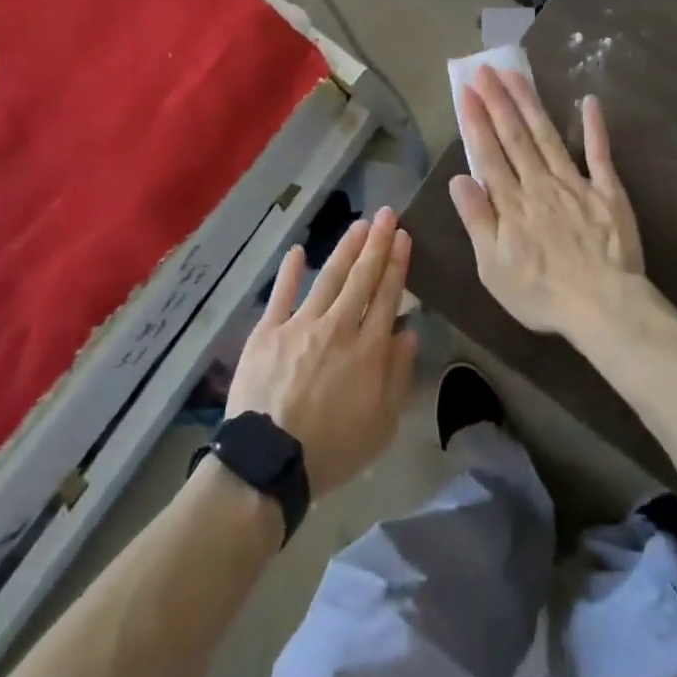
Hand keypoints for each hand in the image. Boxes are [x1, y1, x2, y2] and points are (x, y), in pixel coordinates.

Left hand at [226, 208, 418, 496]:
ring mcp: (300, 325)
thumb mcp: (381, 424)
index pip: (387, 297)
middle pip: (361, 278)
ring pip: (328, 278)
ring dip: (345, 249)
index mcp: (368, 350)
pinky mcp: (268, 332)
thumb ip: (397, 375)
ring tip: (359, 225)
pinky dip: (290, 272)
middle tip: (387, 215)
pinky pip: (281, 295)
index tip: (403, 237)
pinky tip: (298, 251)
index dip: (396, 265)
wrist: (270, 462)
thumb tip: (408, 331)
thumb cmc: (332, 450)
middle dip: (376, 244)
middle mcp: (338, 328)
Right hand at [450, 67, 643, 337]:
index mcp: (511, 203)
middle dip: (497, 100)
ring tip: (515, 75)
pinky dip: (594, 127)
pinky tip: (589, 101)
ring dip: (529, 103)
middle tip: (485, 69)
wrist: (604, 307)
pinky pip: (599, 153)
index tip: (466, 91)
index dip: (476, 120)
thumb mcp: (493, 268)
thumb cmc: (541, 294)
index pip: (488, 153)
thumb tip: (458, 179)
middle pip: (515, 136)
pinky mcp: (607, 191)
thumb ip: (477, 220)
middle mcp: (539, 184)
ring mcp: (575, 183)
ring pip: (547, 135)